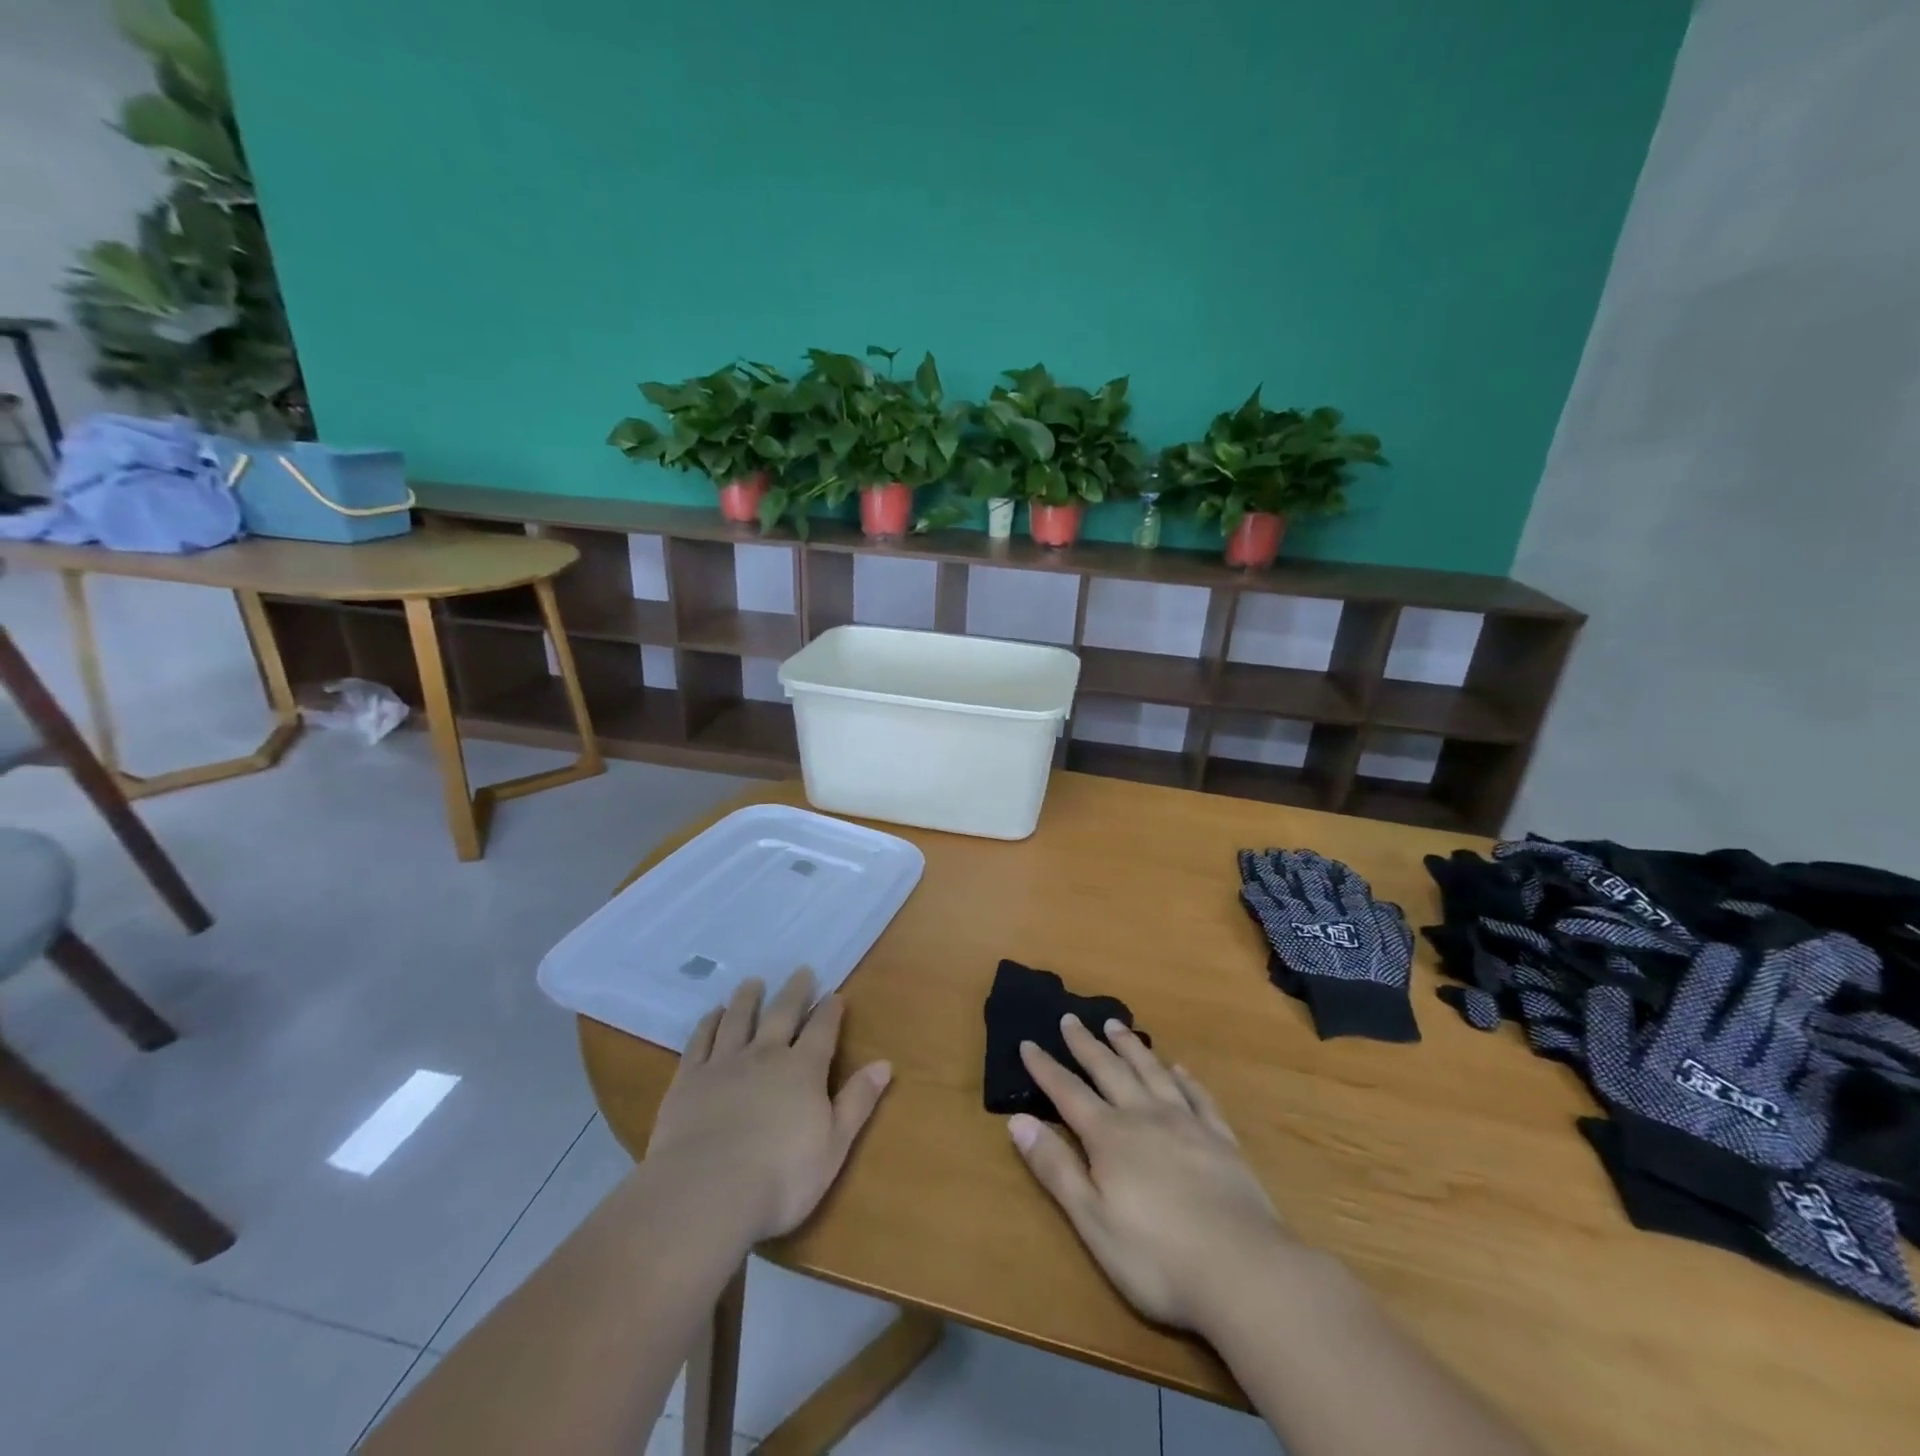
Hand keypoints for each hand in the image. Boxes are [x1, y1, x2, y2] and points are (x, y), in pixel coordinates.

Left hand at [645, 970, 891, 1243]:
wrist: (705, 1193)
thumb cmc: (781, 1179)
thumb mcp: (833, 1147)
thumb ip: (857, 1102)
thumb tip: (884, 1064)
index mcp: (804, 1070)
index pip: (822, 1030)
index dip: (830, 1011)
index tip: (835, 994)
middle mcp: (765, 1056)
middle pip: (782, 1014)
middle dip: (795, 992)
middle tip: (801, 971)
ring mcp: (724, 1064)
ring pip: (739, 1019)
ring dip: (748, 998)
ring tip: (753, 982)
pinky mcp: (689, 1080)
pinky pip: (700, 1041)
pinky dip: (708, 1023)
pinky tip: (713, 1014)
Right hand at [1009, 1015, 1294, 1329]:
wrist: (1245, 1271)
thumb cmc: (1157, 1257)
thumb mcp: (1092, 1220)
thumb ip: (1055, 1168)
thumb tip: (1017, 1119)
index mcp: (1110, 1137)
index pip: (1068, 1092)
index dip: (1045, 1068)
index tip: (1028, 1042)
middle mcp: (1145, 1116)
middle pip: (1109, 1070)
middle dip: (1086, 1044)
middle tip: (1070, 1018)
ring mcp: (1186, 1124)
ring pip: (1152, 1072)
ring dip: (1131, 1047)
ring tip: (1115, 1025)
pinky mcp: (1221, 1140)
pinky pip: (1198, 1096)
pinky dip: (1185, 1079)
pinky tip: (1179, 1069)